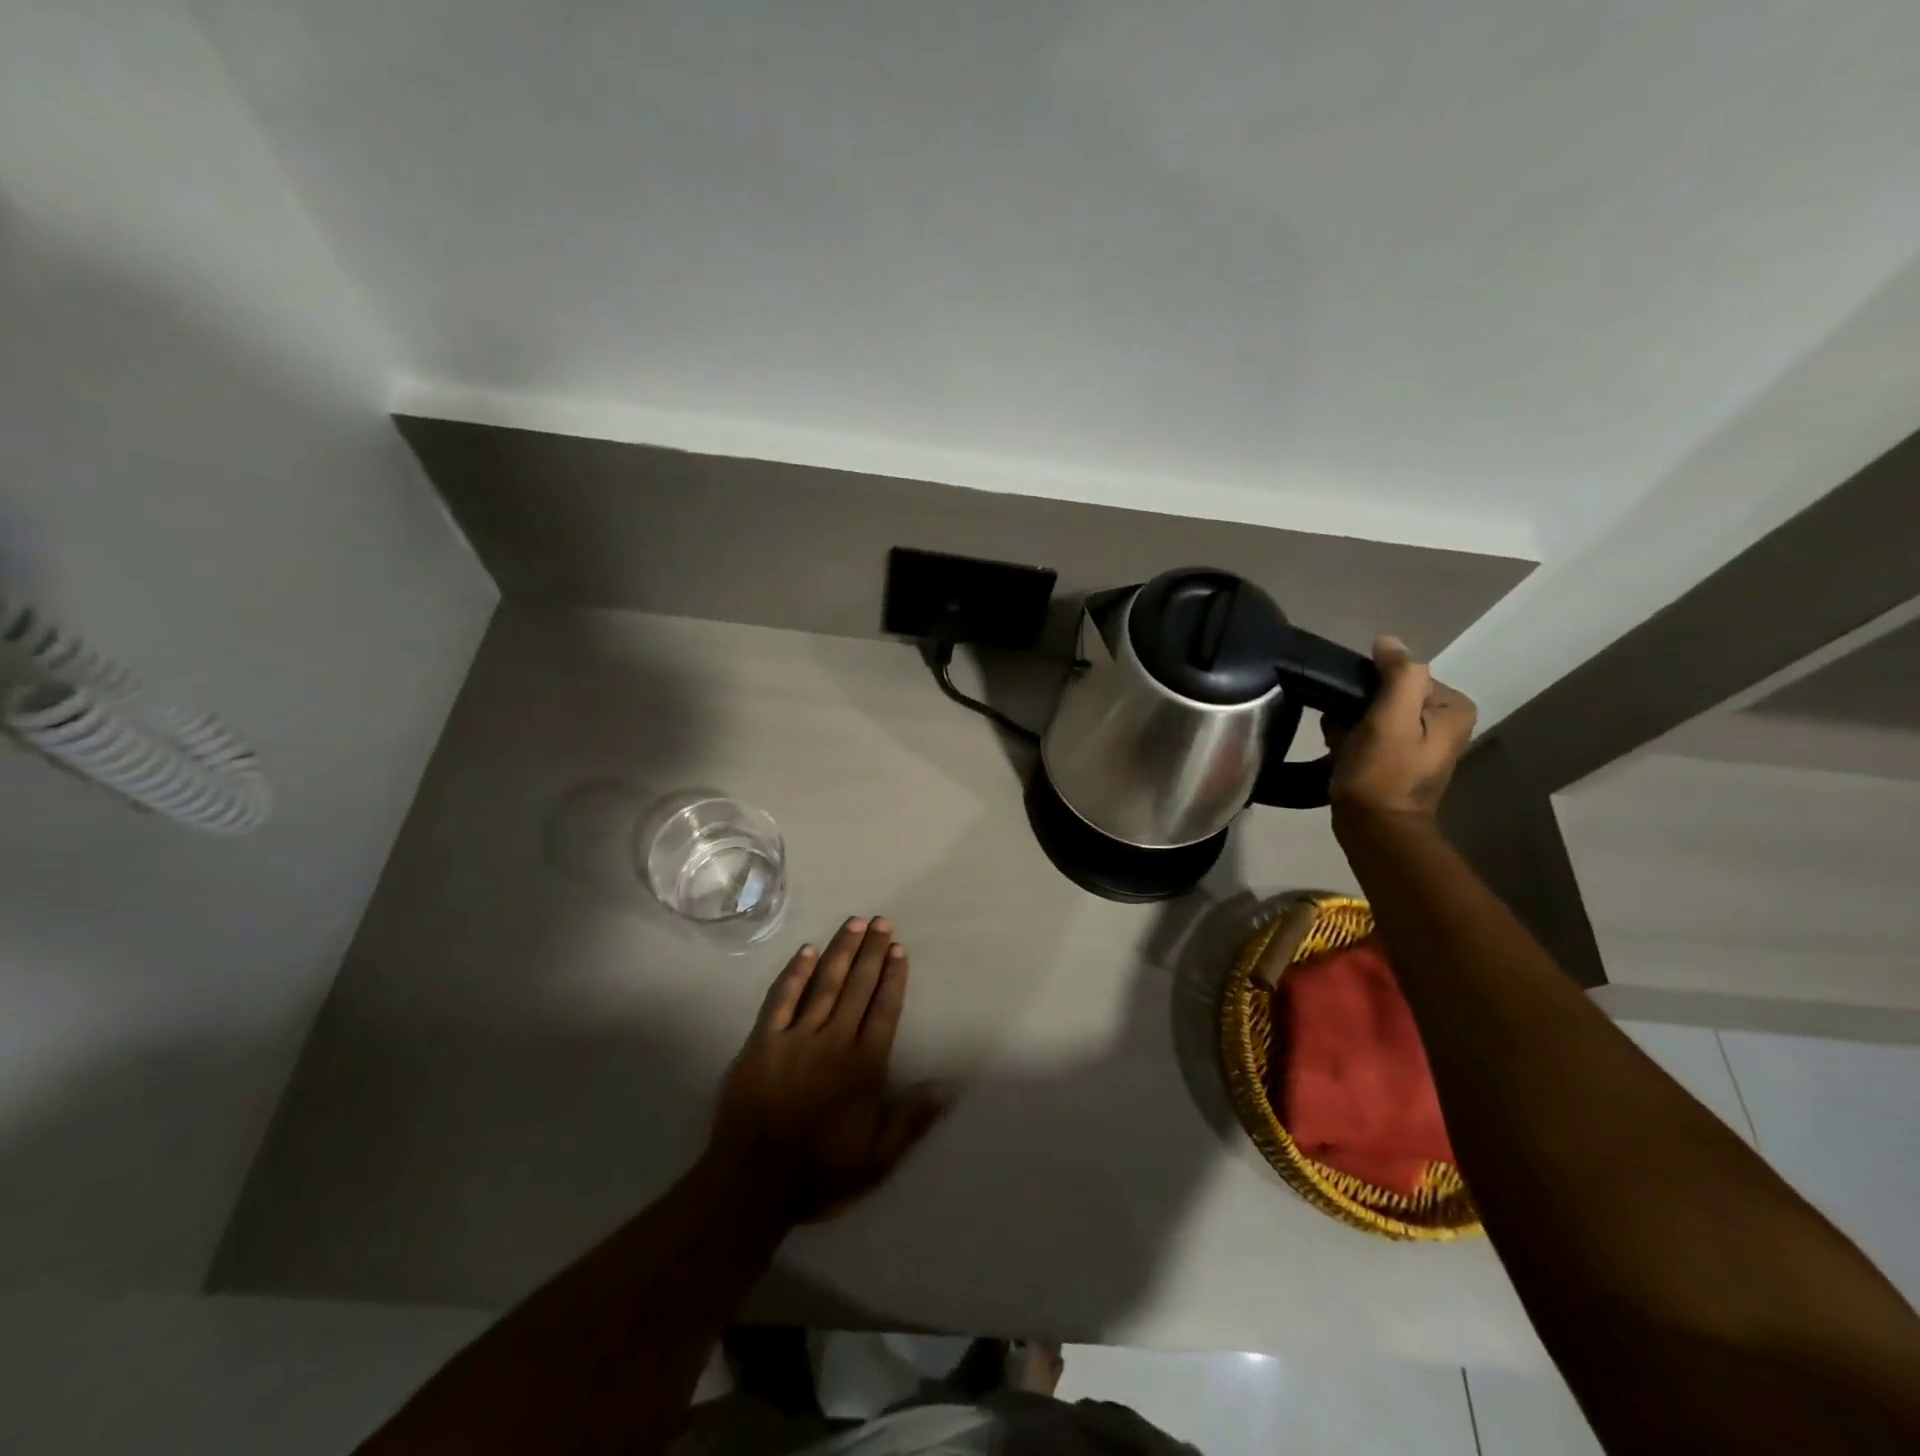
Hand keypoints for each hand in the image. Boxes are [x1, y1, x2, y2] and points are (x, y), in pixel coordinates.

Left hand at [709, 917, 947, 1223]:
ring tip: (853, 923)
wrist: (753, 1185)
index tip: (898, 949)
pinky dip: (795, 973)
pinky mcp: (762, 1042)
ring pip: (824, 984)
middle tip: (881, 921)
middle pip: (858, 988)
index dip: (893, 978)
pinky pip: (781, 999)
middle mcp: (834, 1042)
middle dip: (871, 952)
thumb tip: (946, 1087)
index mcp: (863, 1066)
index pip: (884, 1010)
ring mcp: (796, 1038)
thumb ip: (912, 1120)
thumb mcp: (878, 1159)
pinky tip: (806, 951)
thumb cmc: (820, 1172)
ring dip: (840, 951)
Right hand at [1327, 636, 1476, 819]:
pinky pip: (1367, 731)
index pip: (1402, 674)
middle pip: (1387, 693)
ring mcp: (1418, 742)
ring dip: (1349, 723)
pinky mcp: (1395, 758)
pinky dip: (1349, 737)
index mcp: (1452, 708)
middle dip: (1359, 708)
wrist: (1374, 828)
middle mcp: (1442, 721)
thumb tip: (1387, 642)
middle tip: (1347, 731)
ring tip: (1342, 743)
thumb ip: (1399, 674)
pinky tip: (1340, 751)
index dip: (1372, 688)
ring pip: (1372, 711)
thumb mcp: (1392, 718)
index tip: (1359, 714)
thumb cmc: (1383, 773)